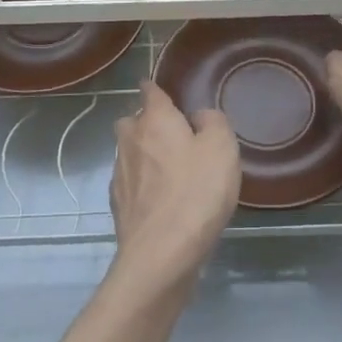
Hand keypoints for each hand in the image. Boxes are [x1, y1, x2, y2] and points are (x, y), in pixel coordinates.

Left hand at [109, 80, 240, 290]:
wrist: (161, 253)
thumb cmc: (196, 192)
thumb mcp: (222, 148)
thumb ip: (213, 122)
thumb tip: (198, 117)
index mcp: (154, 120)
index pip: (149, 91)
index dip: (156, 88)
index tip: (163, 91)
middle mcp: (130, 140)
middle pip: (132, 121)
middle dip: (147, 122)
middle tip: (174, 135)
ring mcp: (120, 173)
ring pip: (130, 152)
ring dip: (145, 155)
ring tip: (171, 170)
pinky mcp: (119, 204)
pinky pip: (131, 182)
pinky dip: (144, 184)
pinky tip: (162, 199)